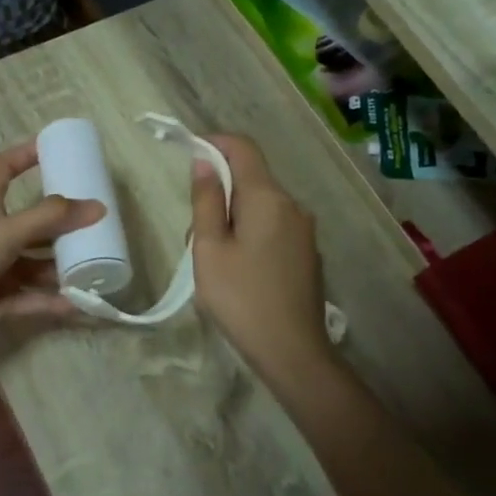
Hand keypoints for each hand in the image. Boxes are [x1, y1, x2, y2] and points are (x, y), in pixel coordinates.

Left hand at [0, 140, 104, 349]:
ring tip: (96, 270)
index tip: (52, 148)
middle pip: (31, 226)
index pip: (1, 170)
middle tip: (97, 227)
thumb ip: (50, 218)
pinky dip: (51, 302)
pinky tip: (79, 305)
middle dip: (61, 227)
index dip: (23, 155)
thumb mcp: (5, 231)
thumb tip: (99, 206)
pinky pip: (29, 300)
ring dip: (60, 269)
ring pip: (33, 267)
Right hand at [189, 134, 333, 383]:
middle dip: (218, 195)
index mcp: (267, 198)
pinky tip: (239, 275)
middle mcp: (292, 206)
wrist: (292, 351)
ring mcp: (304, 231)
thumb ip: (206, 201)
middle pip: (250, 180)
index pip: (243, 148)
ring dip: (232, 220)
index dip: (214, 144)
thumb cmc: (241, 298)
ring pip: (260, 208)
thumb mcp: (209, 249)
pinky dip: (250, 236)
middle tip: (195, 237)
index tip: (188, 156)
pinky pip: (272, 229)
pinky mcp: (306, 254)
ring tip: (214, 264)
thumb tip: (204, 162)